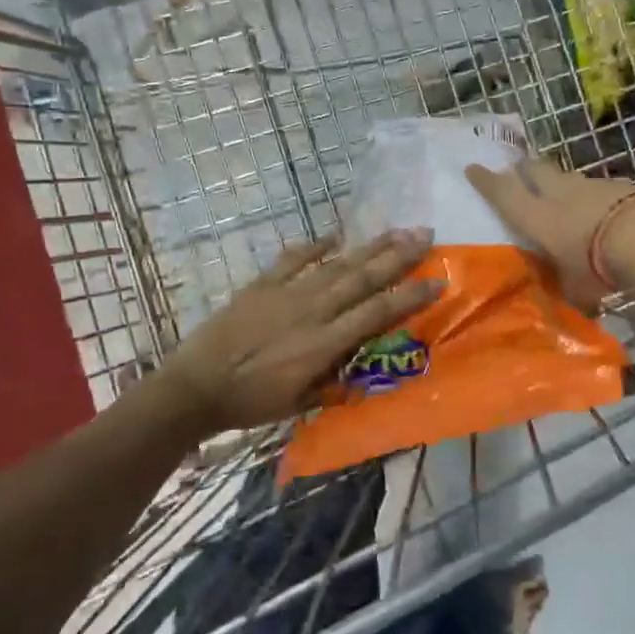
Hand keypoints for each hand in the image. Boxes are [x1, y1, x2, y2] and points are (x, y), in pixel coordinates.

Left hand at [156, 228, 442, 432]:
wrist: (196, 387)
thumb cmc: (250, 403)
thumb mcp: (299, 403)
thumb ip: (331, 382)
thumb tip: (358, 369)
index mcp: (325, 343)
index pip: (377, 312)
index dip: (410, 296)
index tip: (438, 280)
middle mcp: (313, 311)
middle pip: (363, 278)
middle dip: (398, 256)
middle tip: (425, 236)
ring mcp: (286, 293)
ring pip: (336, 264)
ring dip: (368, 247)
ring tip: (395, 230)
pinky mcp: (261, 285)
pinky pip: (293, 259)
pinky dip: (314, 245)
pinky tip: (334, 235)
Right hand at [465, 159, 634, 302]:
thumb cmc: (598, 266)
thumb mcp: (576, 288)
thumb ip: (570, 289)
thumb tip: (575, 305)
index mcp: (537, 216)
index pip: (503, 193)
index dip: (486, 181)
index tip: (473, 167)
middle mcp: (560, 193)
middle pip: (535, 170)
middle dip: (524, 169)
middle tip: (518, 172)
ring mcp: (593, 185)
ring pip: (569, 177)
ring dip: (562, 183)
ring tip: (565, 197)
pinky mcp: (623, 185)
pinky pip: (601, 187)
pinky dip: (597, 196)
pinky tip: (606, 210)